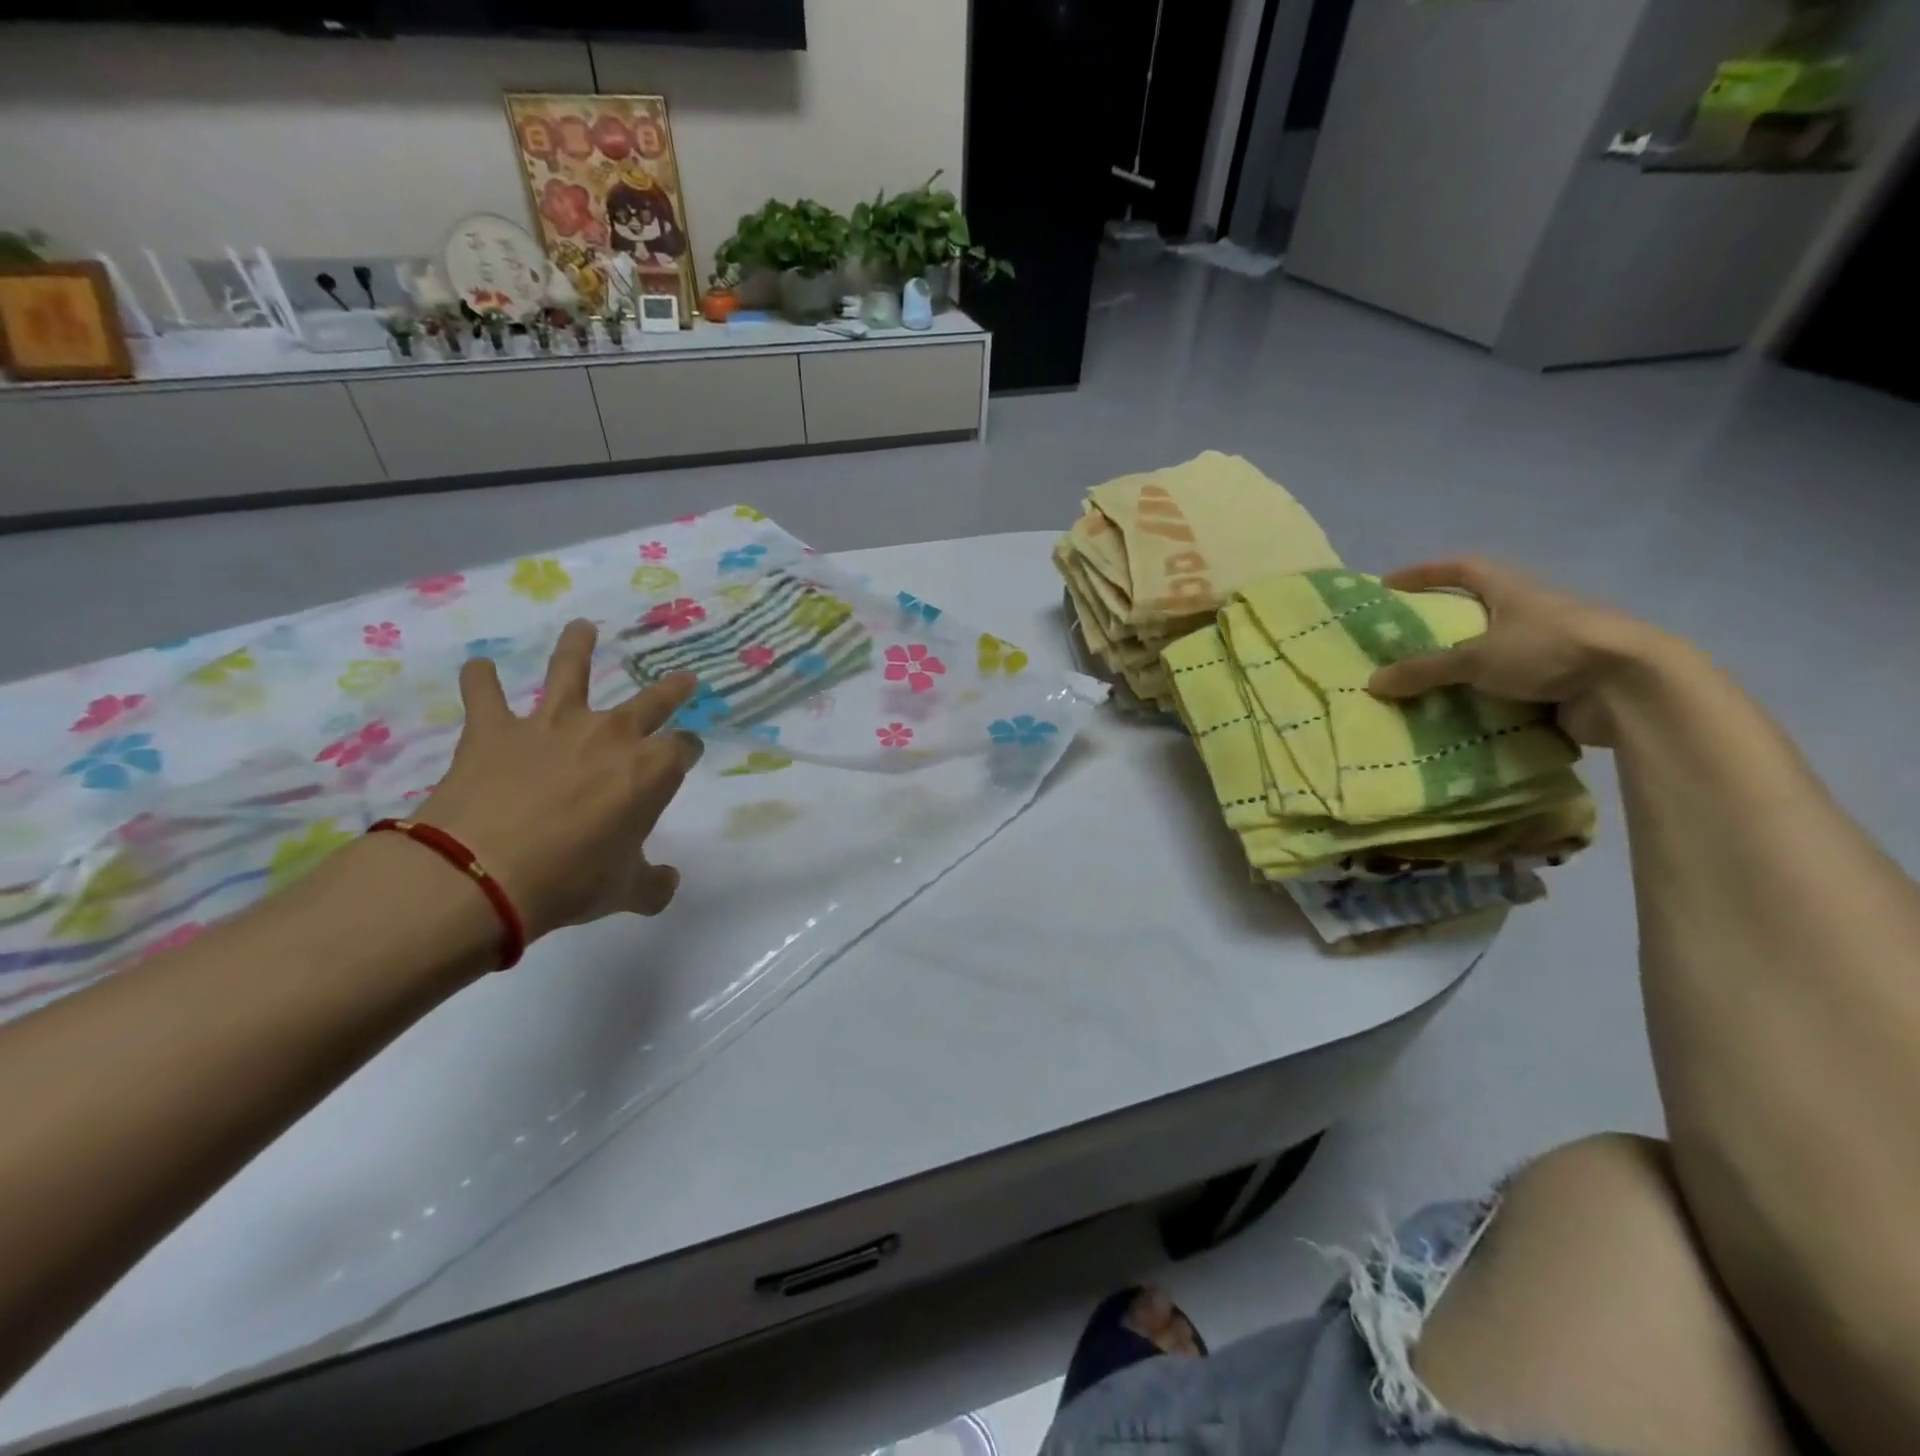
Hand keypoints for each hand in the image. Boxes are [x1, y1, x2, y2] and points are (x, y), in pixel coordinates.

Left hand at [413, 621, 700, 939]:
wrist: (484, 874)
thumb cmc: (571, 882)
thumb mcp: (624, 892)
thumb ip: (653, 884)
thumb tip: (666, 883)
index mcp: (651, 770)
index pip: (683, 749)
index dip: (687, 752)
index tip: (687, 756)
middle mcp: (610, 735)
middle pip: (651, 701)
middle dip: (672, 690)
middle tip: (684, 679)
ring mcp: (551, 725)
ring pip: (569, 672)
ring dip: (577, 648)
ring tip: (581, 628)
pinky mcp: (495, 730)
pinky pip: (486, 695)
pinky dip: (480, 681)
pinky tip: (478, 667)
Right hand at [1364, 558, 1671, 746]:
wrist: (1632, 688)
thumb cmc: (1550, 650)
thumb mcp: (1477, 659)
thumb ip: (1424, 670)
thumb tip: (1372, 682)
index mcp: (1514, 591)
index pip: (1463, 569)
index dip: (1426, 572)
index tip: (1390, 584)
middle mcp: (1533, 613)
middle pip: (1479, 611)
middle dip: (1442, 626)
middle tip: (1404, 643)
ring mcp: (1550, 648)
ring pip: (1495, 653)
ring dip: (1463, 669)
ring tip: (1425, 686)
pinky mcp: (1562, 681)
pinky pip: (1510, 688)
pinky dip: (1485, 699)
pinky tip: (1460, 715)